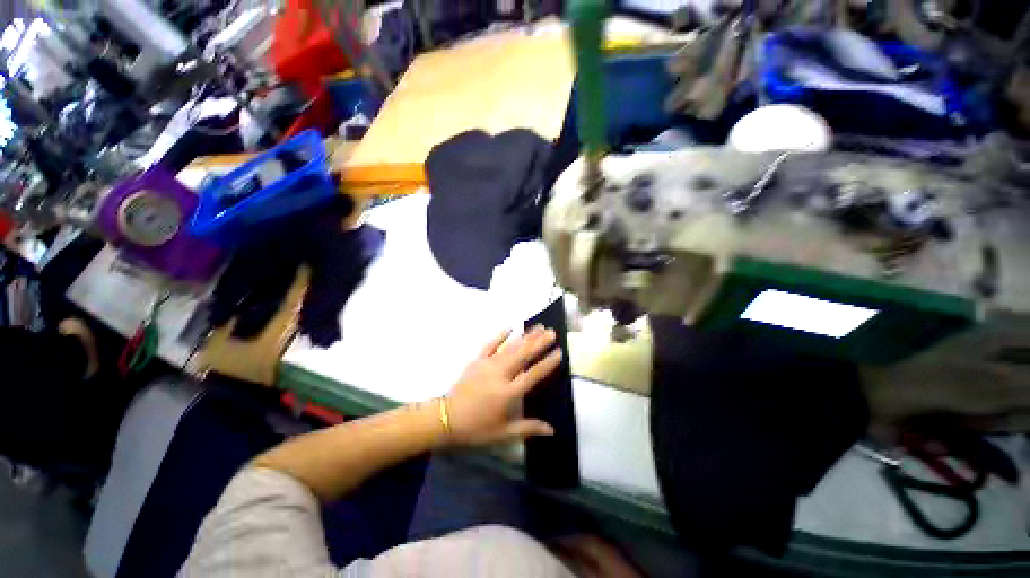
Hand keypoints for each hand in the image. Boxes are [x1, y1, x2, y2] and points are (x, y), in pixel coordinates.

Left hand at [445, 326, 562, 445]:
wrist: (446, 419)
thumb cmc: (476, 428)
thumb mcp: (503, 434)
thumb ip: (528, 428)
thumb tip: (552, 430)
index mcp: (508, 393)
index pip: (533, 374)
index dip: (547, 363)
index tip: (559, 352)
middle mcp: (500, 374)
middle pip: (523, 355)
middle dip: (539, 342)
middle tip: (552, 332)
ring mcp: (487, 365)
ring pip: (510, 347)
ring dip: (525, 336)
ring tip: (539, 327)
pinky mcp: (477, 361)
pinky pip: (490, 345)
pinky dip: (500, 335)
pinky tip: (510, 327)